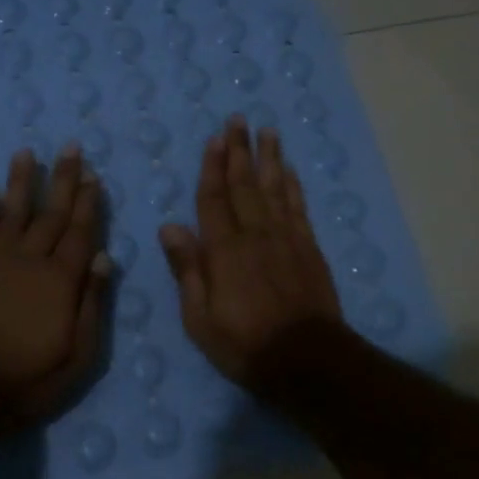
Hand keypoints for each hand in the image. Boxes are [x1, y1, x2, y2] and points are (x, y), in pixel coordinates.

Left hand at [0, 144, 111, 423]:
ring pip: (13, 211)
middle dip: (63, 179)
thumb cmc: (31, 377)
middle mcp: (30, 259)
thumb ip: (92, 303)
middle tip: (70, 147)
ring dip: (21, 181)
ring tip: (26, 152)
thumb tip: (103, 257)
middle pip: (51, 213)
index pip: (80, 232)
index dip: (88, 203)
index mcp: (61, 280)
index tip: (93, 175)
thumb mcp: (79, 353)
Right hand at [158, 115, 342, 387]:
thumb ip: (187, 269)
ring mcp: (286, 239)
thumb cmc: (244, 344)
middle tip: (238, 120)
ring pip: (275, 189)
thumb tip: (170, 226)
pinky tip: (289, 170)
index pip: (213, 200)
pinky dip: (293, 186)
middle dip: (239, 151)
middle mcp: (255, 234)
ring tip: (267, 132)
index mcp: (223, 251)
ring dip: (269, 158)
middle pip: (244, 185)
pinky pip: (298, 208)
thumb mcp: (199, 317)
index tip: (214, 139)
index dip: (212, 168)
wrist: (306, 359)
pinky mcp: (308, 248)